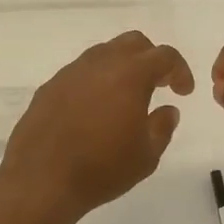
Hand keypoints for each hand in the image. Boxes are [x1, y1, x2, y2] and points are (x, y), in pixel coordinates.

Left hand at [0, 31, 194, 223]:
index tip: (183, 92)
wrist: (40, 180)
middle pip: (133, 43)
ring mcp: (70, 73)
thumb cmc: (101, 168)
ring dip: (121, 67)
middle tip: (158, 85)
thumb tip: (167, 110)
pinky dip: (96, 81)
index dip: (180, 70)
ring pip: (104, 53)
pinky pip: (80, 72)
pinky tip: (95, 109)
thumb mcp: (146, 155)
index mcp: (130, 74)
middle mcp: (99, 63)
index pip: (164, 56)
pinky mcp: (49, 87)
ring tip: (126, 97)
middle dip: (151, 59)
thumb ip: (162, 126)